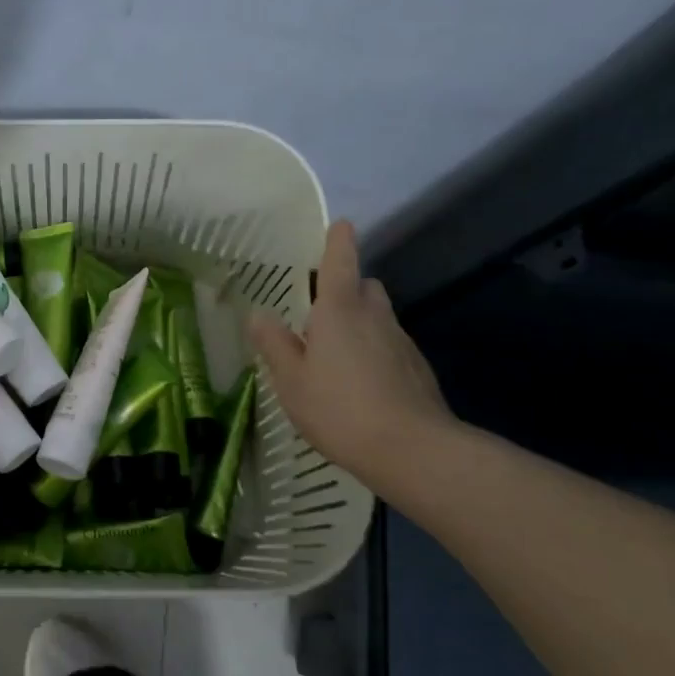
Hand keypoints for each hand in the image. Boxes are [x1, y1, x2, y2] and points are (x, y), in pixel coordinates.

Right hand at [248, 221, 456, 489]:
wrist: (414, 450)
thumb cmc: (340, 409)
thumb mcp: (292, 380)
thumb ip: (275, 344)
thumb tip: (258, 313)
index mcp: (340, 311)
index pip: (340, 262)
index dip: (338, 242)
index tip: (340, 225)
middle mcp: (375, 317)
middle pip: (365, 287)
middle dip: (346, 289)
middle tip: (319, 313)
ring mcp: (401, 342)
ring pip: (379, 317)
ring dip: (360, 323)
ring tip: (335, 355)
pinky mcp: (417, 369)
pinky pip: (390, 346)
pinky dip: (374, 351)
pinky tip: (360, 384)